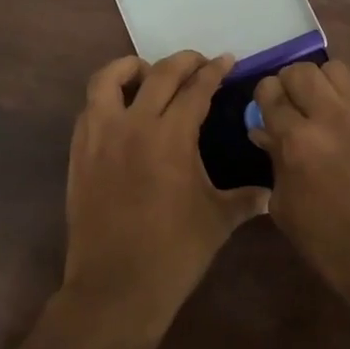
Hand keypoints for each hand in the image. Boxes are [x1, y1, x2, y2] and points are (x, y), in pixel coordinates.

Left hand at [61, 51, 270, 340]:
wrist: (115, 287)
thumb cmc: (174, 254)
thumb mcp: (218, 221)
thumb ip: (245, 199)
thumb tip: (270, 194)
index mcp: (171, 137)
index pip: (196, 89)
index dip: (214, 71)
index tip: (226, 60)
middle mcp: (133, 125)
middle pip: (158, 74)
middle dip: (182, 61)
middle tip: (198, 62)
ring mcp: (100, 137)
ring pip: (108, 79)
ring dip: (131, 68)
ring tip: (148, 74)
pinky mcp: (79, 153)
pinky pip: (89, 108)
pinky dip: (107, 98)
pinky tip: (122, 111)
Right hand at [249, 59, 349, 283]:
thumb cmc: (329, 243)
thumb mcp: (286, 208)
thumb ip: (274, 163)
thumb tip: (265, 134)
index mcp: (297, 141)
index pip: (270, 94)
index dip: (261, 98)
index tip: (261, 112)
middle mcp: (328, 118)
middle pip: (300, 71)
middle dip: (286, 83)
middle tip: (285, 107)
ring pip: (332, 69)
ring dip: (316, 81)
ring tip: (312, 106)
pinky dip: (338, 95)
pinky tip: (334, 122)